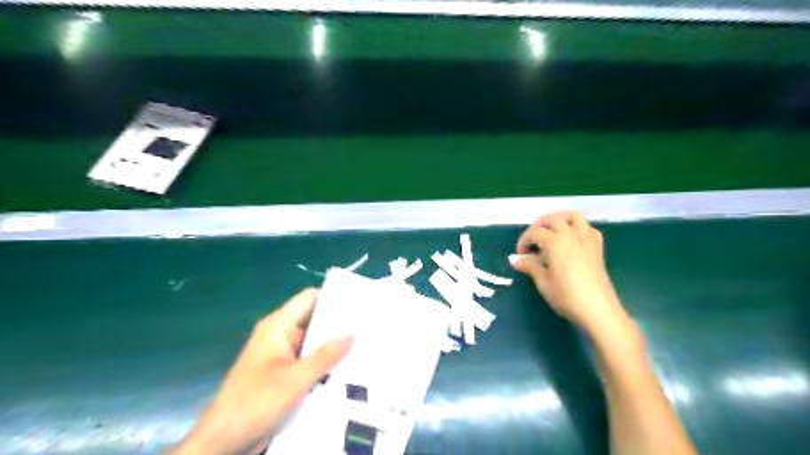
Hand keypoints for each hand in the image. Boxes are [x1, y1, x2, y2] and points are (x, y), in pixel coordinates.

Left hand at [172, 290, 352, 452]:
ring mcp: (281, 355)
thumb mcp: (296, 379)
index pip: (310, 299)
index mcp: (278, 326)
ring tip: (365, 347)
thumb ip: (325, 355)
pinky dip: (325, 363)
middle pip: (315, 320)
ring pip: (314, 343)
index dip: (334, 298)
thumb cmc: (256, 403)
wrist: (223, 442)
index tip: (359, 305)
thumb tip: (352, 332)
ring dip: (333, 347)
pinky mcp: (283, 373)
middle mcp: (280, 335)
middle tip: (369, 328)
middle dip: (339, 325)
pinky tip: (348, 369)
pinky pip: (309, 360)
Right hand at [512, 210, 623, 333]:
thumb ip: (530, 266)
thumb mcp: (543, 282)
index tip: (520, 254)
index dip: (524, 240)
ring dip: (559, 219)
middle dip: (539, 226)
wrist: (598, 309)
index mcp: (555, 242)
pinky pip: (587, 227)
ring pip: (573, 216)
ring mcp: (587, 239)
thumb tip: (516, 260)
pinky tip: (571, 240)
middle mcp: (571, 235)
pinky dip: (577, 227)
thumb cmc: (566, 296)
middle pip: (552, 219)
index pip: (534, 232)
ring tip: (551, 231)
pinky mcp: (597, 247)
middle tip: (532, 240)